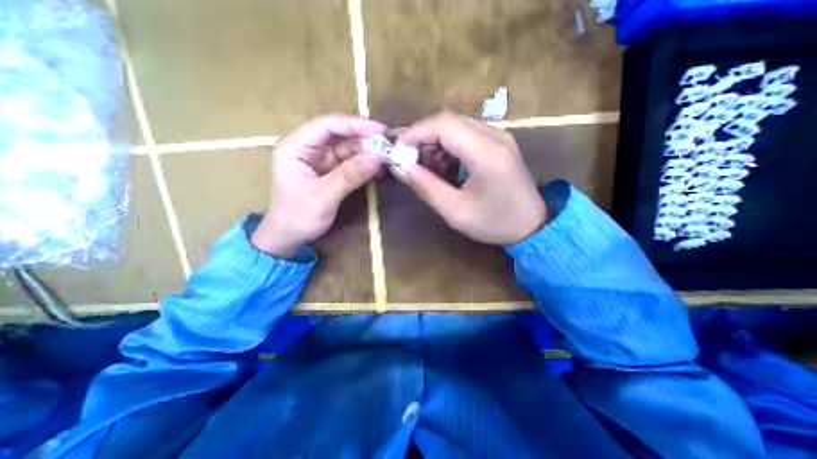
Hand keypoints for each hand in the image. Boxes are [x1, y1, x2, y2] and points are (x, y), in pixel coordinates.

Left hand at [252, 113, 386, 257]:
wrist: (289, 237)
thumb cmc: (298, 217)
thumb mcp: (324, 197)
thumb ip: (349, 176)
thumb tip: (378, 157)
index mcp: (295, 146)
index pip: (327, 125)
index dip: (355, 124)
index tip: (381, 130)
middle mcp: (307, 147)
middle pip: (339, 134)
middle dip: (364, 139)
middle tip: (388, 146)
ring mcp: (319, 159)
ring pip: (347, 147)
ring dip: (367, 152)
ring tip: (386, 158)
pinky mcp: (329, 170)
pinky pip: (349, 162)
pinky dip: (364, 164)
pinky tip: (377, 169)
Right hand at [393, 111, 543, 245]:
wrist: (532, 226)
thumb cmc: (494, 223)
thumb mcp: (455, 211)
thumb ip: (426, 187)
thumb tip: (400, 167)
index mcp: (487, 153)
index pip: (444, 125)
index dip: (416, 132)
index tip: (398, 150)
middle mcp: (495, 136)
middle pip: (449, 121)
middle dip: (423, 138)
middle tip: (410, 161)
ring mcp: (500, 137)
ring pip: (456, 126)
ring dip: (435, 143)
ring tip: (426, 169)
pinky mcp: (499, 142)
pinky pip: (466, 135)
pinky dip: (448, 148)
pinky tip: (444, 168)